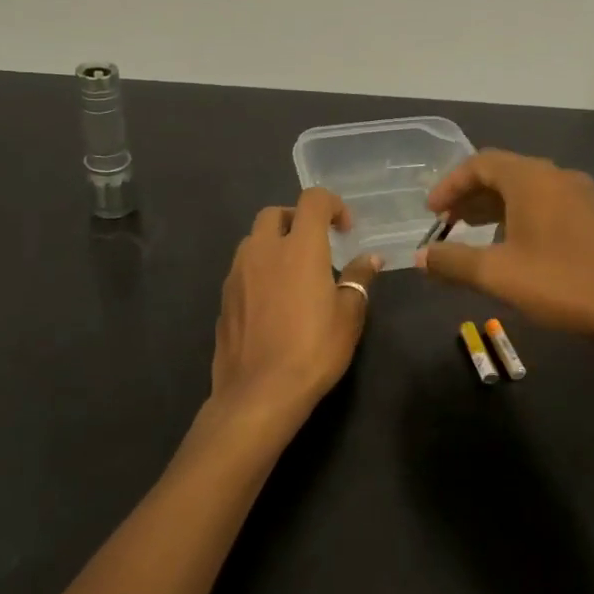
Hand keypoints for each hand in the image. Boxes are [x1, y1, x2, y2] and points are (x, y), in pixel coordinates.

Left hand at [208, 188, 380, 432]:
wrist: (259, 393)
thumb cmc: (313, 350)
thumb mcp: (349, 315)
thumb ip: (359, 279)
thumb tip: (370, 258)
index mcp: (299, 247)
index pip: (312, 200)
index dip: (332, 205)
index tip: (345, 230)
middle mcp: (263, 250)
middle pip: (274, 214)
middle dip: (296, 220)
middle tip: (316, 246)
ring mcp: (237, 274)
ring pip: (253, 241)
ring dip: (274, 245)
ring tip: (293, 275)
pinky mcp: (223, 298)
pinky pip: (242, 270)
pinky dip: (259, 272)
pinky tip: (273, 303)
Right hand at [415, 151, 593, 346]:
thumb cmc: (562, 283)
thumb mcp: (498, 274)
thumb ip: (454, 262)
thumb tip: (421, 257)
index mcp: (532, 178)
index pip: (480, 163)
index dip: (450, 184)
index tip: (431, 213)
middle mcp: (557, 177)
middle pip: (504, 174)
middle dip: (470, 197)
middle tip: (447, 225)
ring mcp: (582, 196)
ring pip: (527, 191)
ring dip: (495, 209)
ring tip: (473, 236)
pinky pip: (547, 206)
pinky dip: (520, 218)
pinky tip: (514, 248)